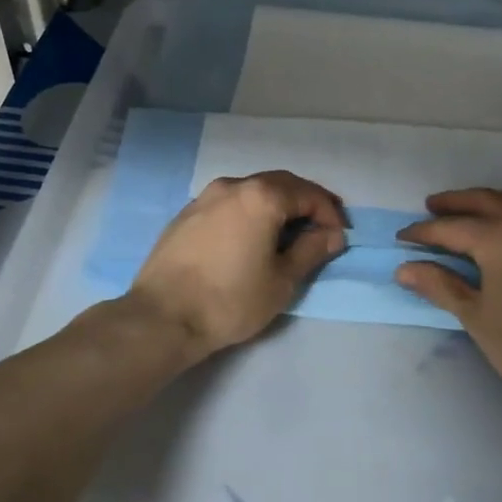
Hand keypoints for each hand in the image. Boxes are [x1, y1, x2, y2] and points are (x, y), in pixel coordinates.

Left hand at [126, 171, 346, 360]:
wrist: (162, 317)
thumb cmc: (230, 300)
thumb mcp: (281, 281)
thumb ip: (311, 251)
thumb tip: (332, 235)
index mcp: (261, 196)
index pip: (307, 194)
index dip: (329, 213)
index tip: (339, 238)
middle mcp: (233, 185)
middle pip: (280, 184)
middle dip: (305, 203)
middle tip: (321, 228)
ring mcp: (205, 197)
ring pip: (251, 191)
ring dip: (276, 206)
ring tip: (287, 233)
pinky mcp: (186, 214)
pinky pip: (229, 203)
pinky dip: (249, 212)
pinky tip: (251, 237)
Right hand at [395, 188, 501, 415]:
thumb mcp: (475, 317)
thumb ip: (440, 285)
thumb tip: (404, 269)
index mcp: (501, 237)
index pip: (452, 227)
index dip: (423, 233)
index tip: (402, 238)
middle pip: (486, 200)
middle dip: (455, 202)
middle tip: (431, 207)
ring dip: (489, 201)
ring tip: (470, 212)